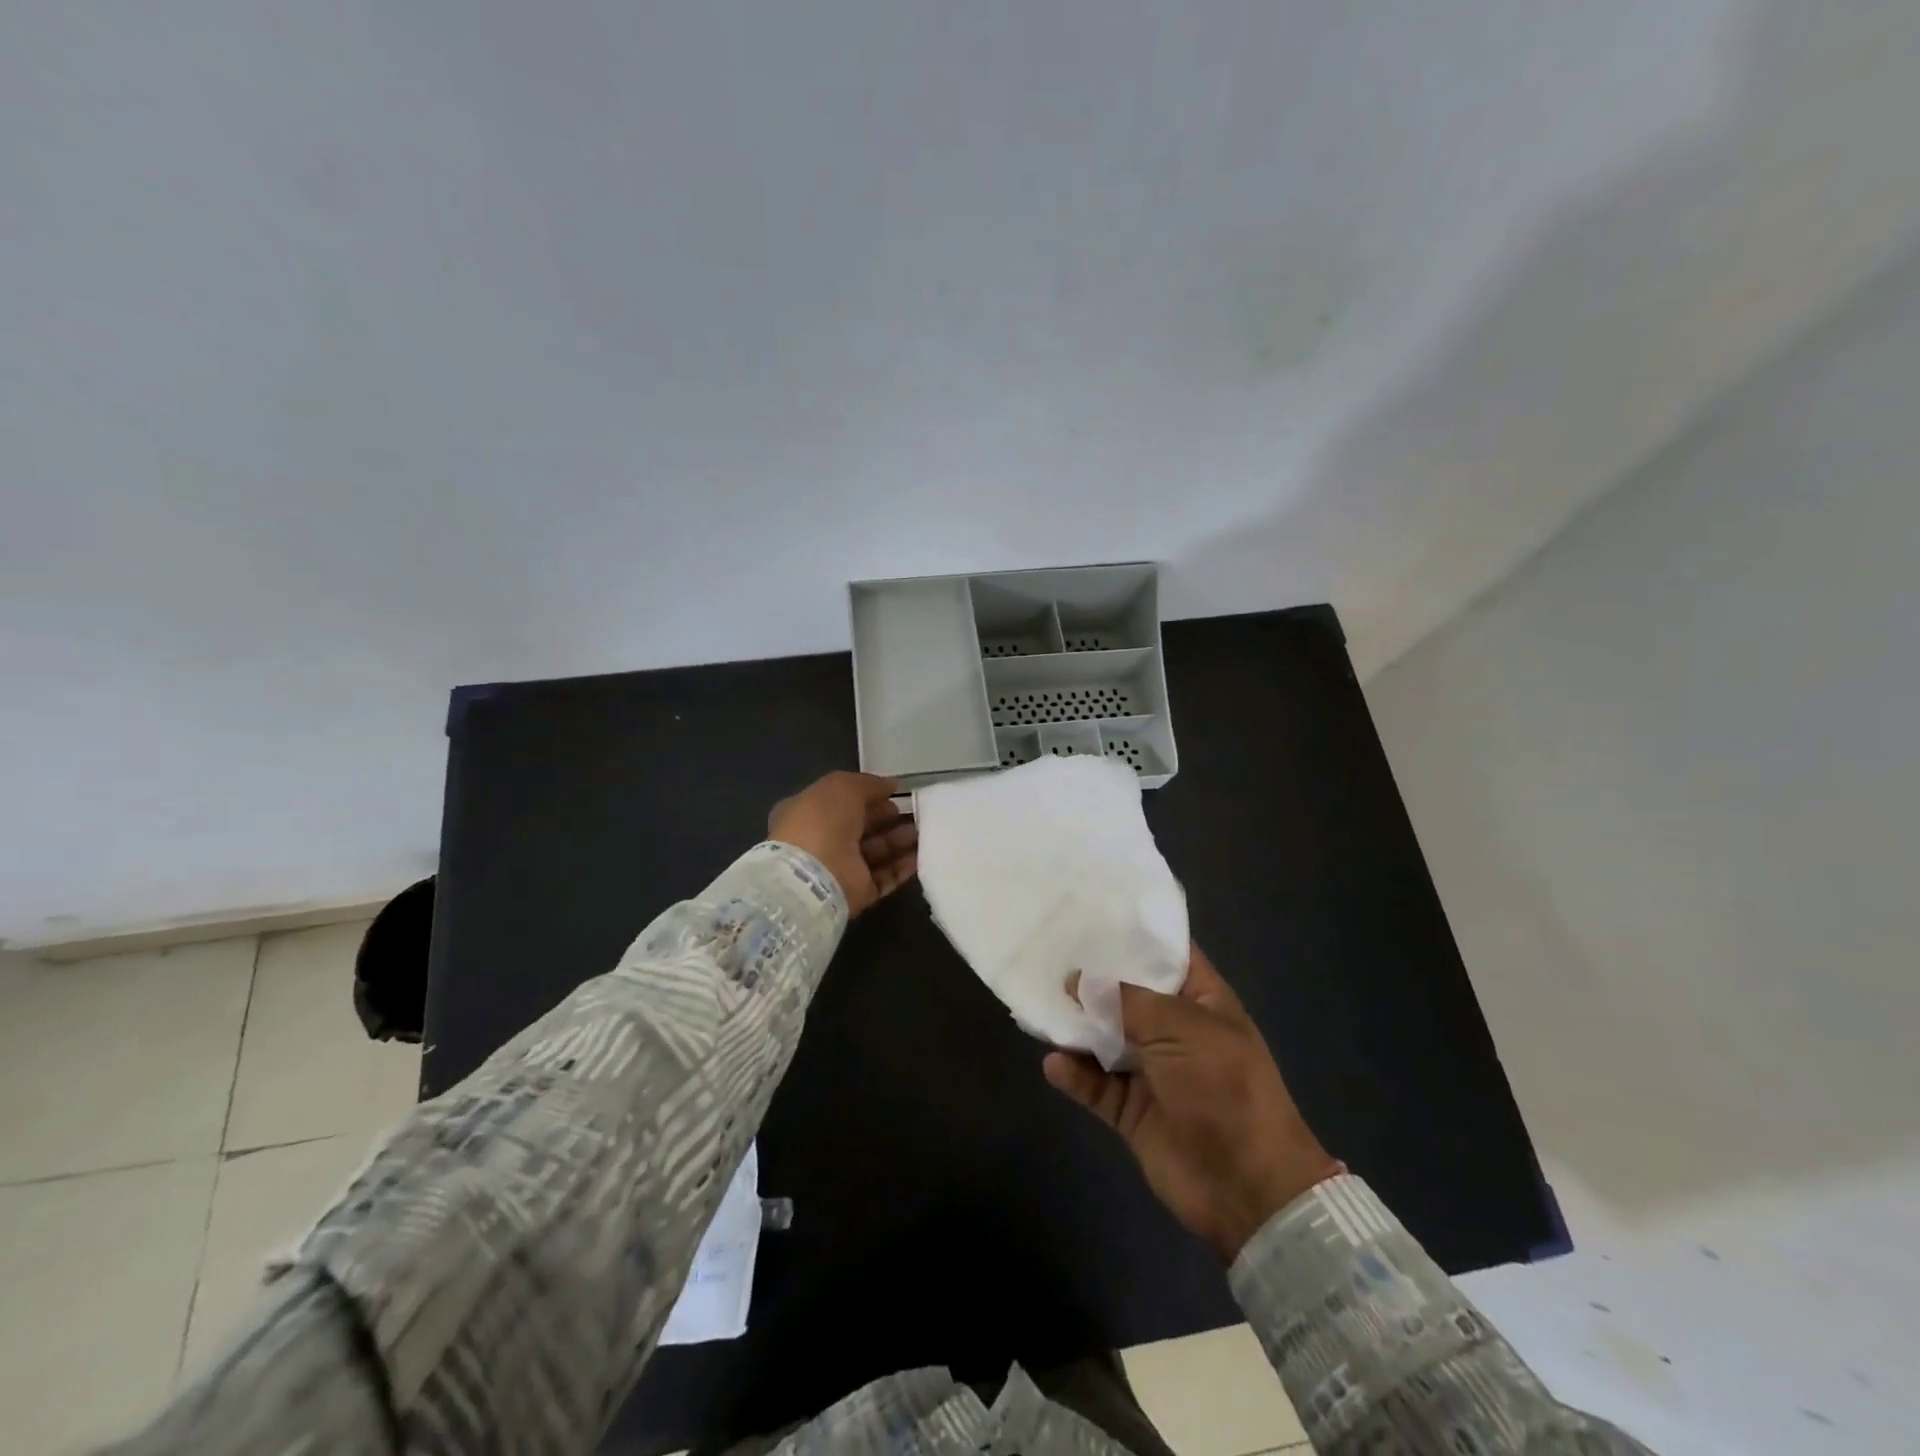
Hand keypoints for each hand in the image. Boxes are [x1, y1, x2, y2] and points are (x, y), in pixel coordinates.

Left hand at [767, 771, 918, 916]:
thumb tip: (890, 785)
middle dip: (888, 818)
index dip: (868, 796)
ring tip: (924, 831)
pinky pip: (884, 877)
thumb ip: (867, 784)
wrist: (812, 878)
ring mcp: (840, 869)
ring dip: (900, 841)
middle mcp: (822, 841)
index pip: (842, 802)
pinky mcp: (857, 893)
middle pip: (861, 828)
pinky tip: (922, 854)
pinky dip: (903, 867)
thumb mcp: (842, 787)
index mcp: (809, 813)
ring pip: (876, 852)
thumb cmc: (821, 823)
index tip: (894, 793)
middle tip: (916, 812)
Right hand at [1043, 945, 1340, 1262]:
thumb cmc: (1223, 1087)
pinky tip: (1054, 1064)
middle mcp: (1174, 1030)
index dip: (1133, 934)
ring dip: (1075, 1027)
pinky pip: (1095, 1085)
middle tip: (1046, 954)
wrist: (1247, 1186)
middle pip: (1125, 995)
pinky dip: (1074, 1075)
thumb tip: (1077, 979)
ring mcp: (1152, 1071)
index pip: (1166, 954)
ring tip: (1039, 1007)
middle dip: (1091, 978)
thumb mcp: (1179, 1027)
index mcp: (1200, 1000)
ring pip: (1104, 1039)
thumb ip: (1124, 1000)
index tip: (1089, 914)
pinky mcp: (1131, 1110)